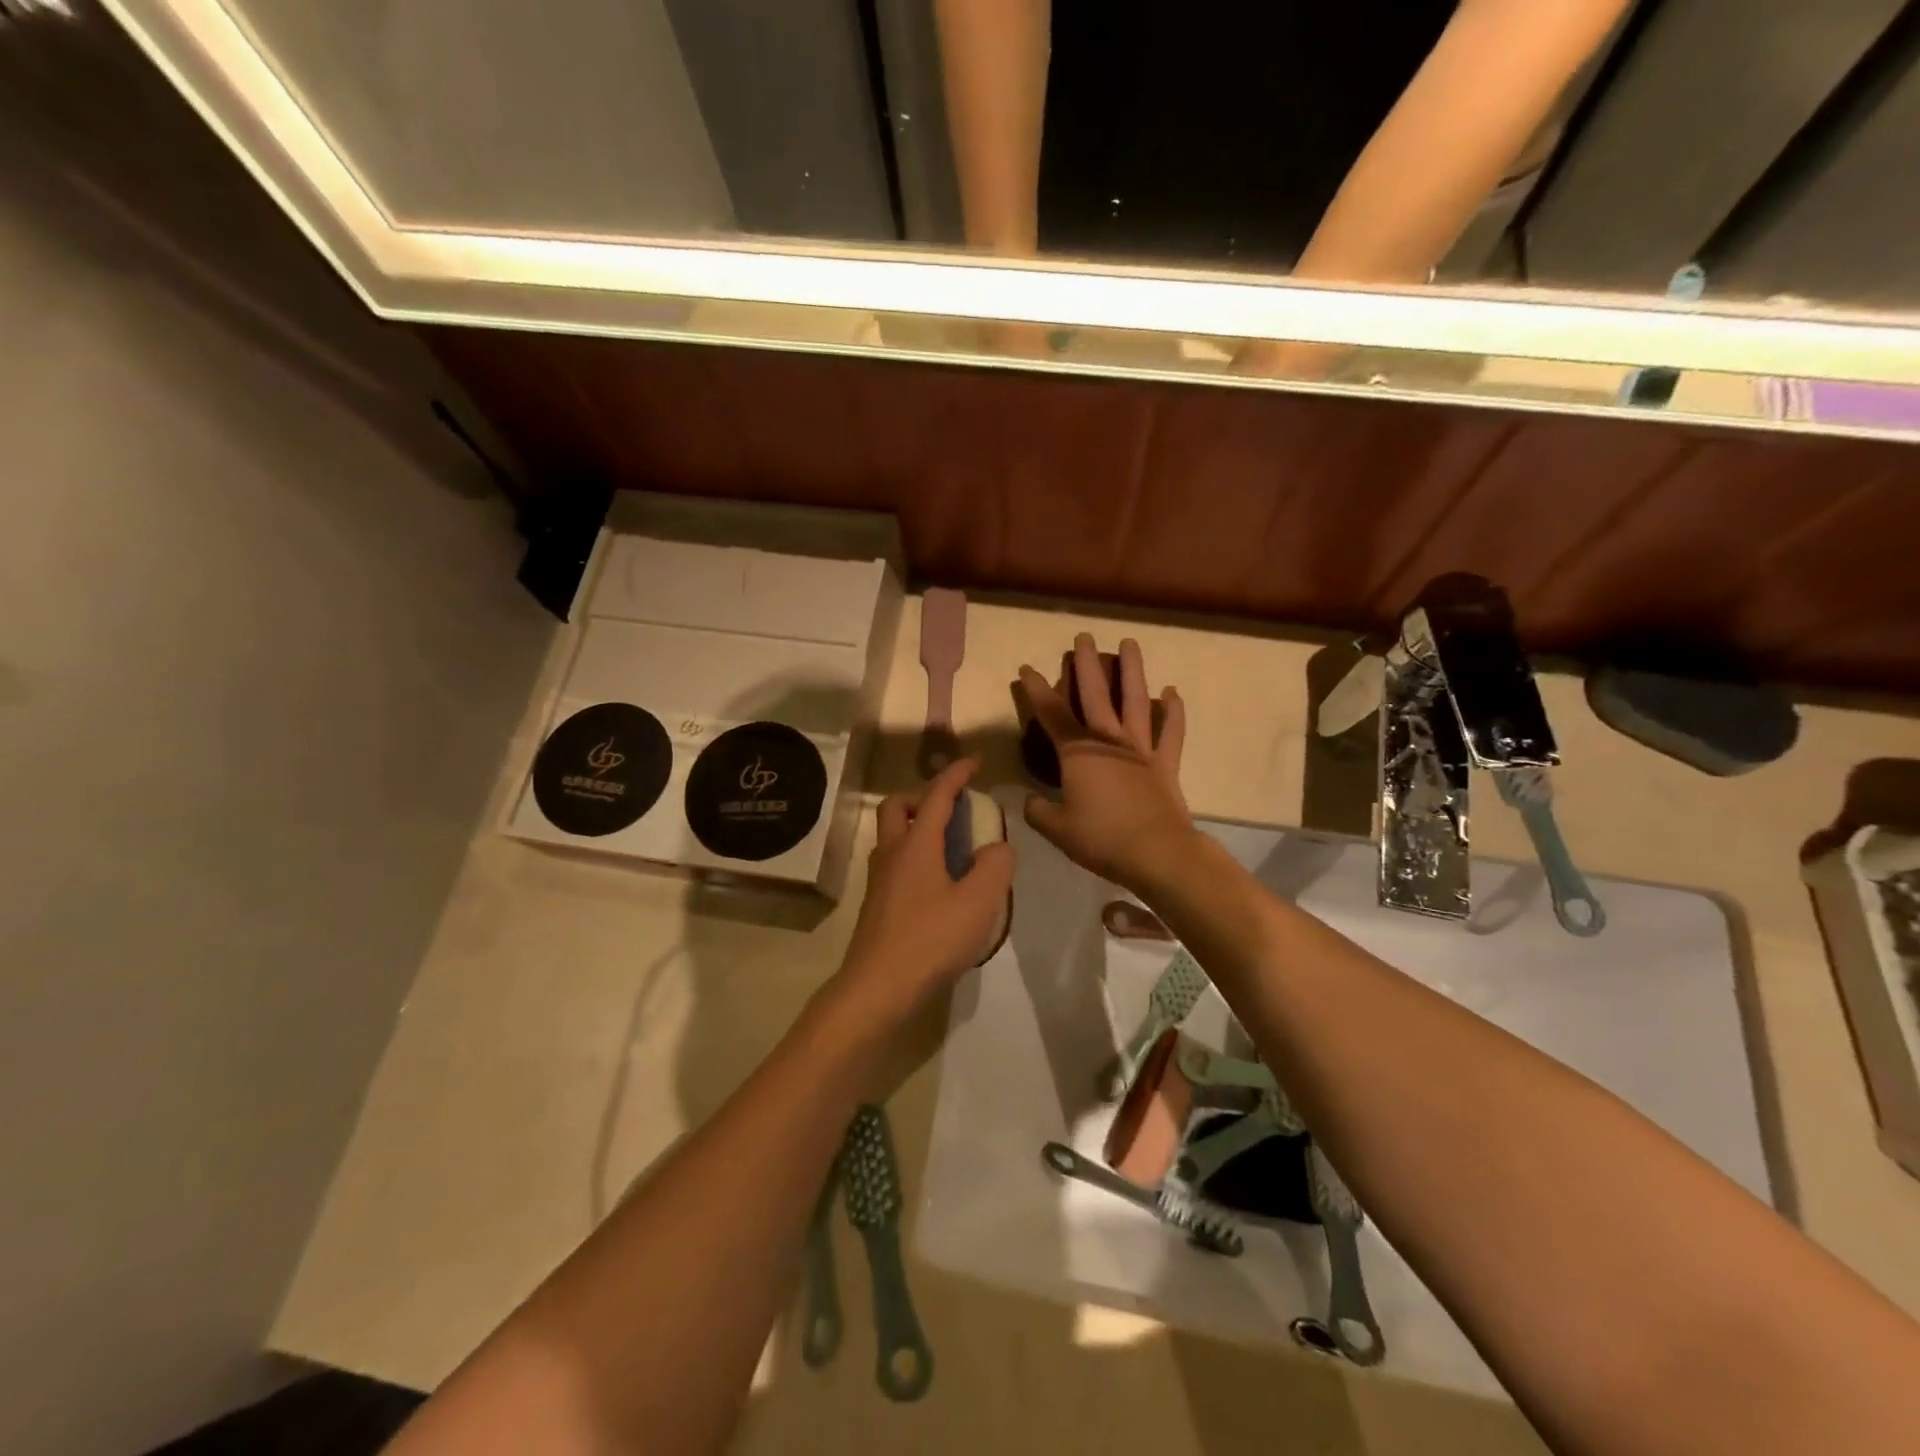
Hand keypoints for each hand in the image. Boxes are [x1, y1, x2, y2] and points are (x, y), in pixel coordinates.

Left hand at [831, 759, 1013, 1031]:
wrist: (878, 987)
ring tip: (951, 849)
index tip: (974, 762)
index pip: (936, 796)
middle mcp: (892, 854)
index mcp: (916, 844)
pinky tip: (938, 886)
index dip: (956, 775)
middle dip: (923, 797)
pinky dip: (914, 858)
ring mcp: (879, 881)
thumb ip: (995, 867)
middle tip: (951, 810)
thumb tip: (997, 847)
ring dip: (916, 828)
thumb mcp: (978, 902)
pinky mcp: (877, 905)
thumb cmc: (931, 939)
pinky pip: (895, 864)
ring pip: (891, 837)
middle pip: (896, 808)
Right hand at [1017, 635, 1194, 893]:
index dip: (1036, 689)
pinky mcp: (1165, 763)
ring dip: (1132, 670)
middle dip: (1086, 664)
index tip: (1026, 668)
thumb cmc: (1101, 838)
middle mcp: (1108, 741)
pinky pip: (1171, 732)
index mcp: (1077, 753)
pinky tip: (1171, 692)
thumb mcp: (1057, 829)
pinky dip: (1173, 711)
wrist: (1157, 853)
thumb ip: (1038, 811)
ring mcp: (1140, 749)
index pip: (1051, 714)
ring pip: (1135, 701)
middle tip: (1083, 636)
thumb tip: (1030, 801)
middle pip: (1095, 694)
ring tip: (1129, 643)